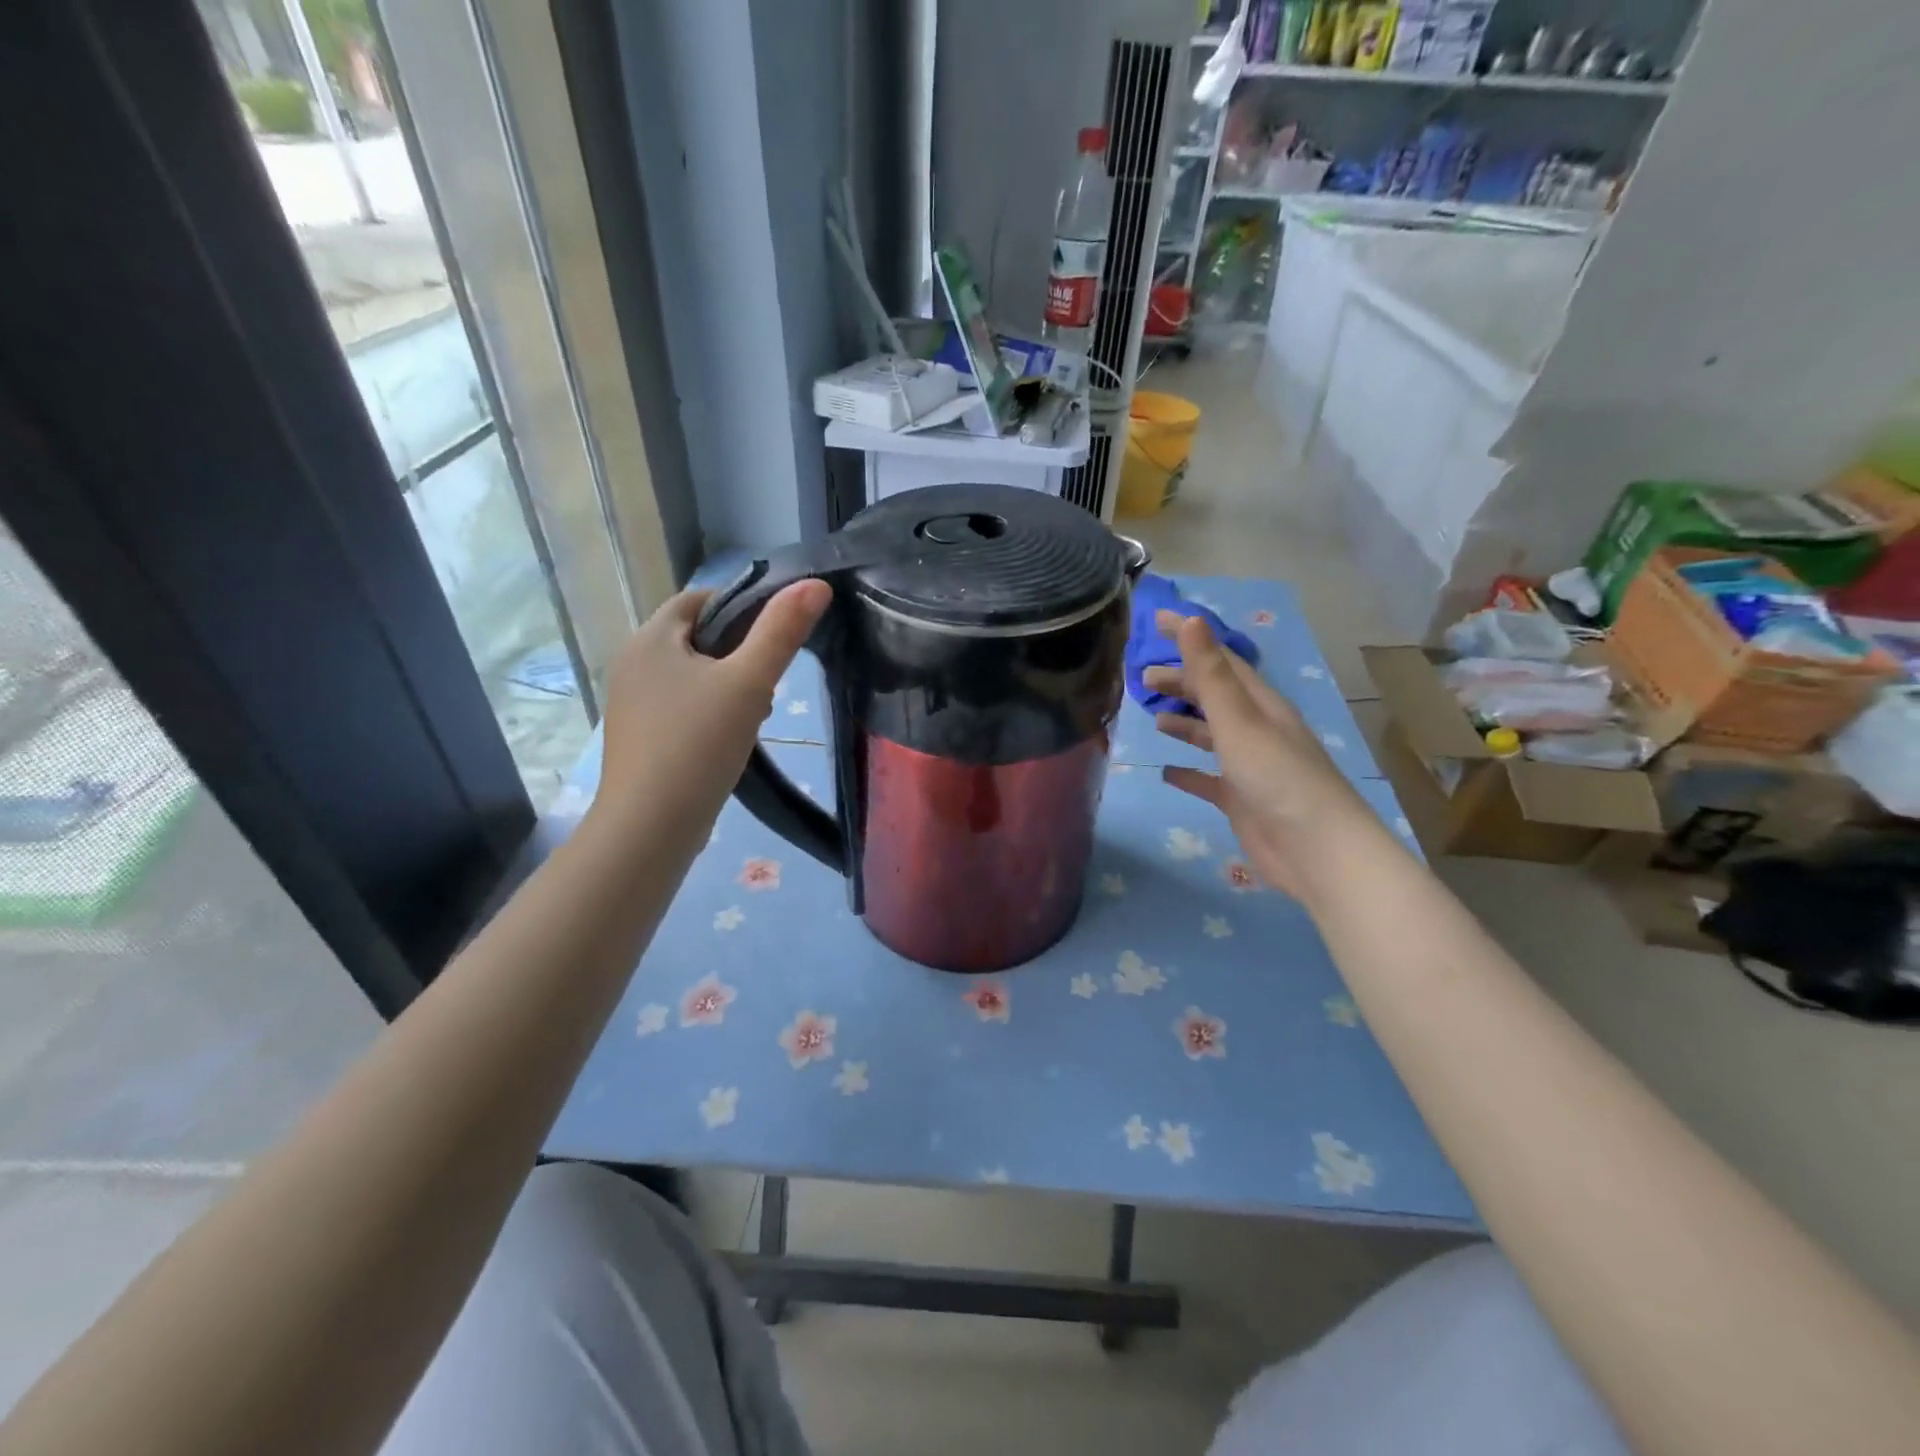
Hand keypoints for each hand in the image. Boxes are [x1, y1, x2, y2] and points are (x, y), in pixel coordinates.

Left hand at [594, 581, 830, 835]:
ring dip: (727, 687)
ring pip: (691, 677)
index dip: (740, 606)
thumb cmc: (698, 745)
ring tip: (755, 716)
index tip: (776, 634)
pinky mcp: (639, 739)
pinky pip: (681, 709)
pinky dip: (709, 714)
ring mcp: (632, 705)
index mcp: (650, 640)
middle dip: (738, 653)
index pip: (698, 599)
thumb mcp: (748, 683)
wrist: (650, 828)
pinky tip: (730, 742)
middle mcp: (632, 665)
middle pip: (696, 638)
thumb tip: (816, 584)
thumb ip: (781, 632)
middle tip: (769, 682)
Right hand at [1144, 610, 1371, 899]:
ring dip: (1184, 722)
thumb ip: (1211, 674)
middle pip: (1215, 696)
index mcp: (1260, 705)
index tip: (1154, 621)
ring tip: (1152, 715)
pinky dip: (1187, 772)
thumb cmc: (1277, 778)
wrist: (1317, 851)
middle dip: (1181, 681)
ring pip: (1211, 735)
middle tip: (1142, 677)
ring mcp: (1250, 766)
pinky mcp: (1241, 800)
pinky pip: (1208, 779)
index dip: (1188, 638)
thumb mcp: (1239, 720)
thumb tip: (1190, 619)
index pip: (1220, 660)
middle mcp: (1257, 729)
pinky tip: (1165, 772)